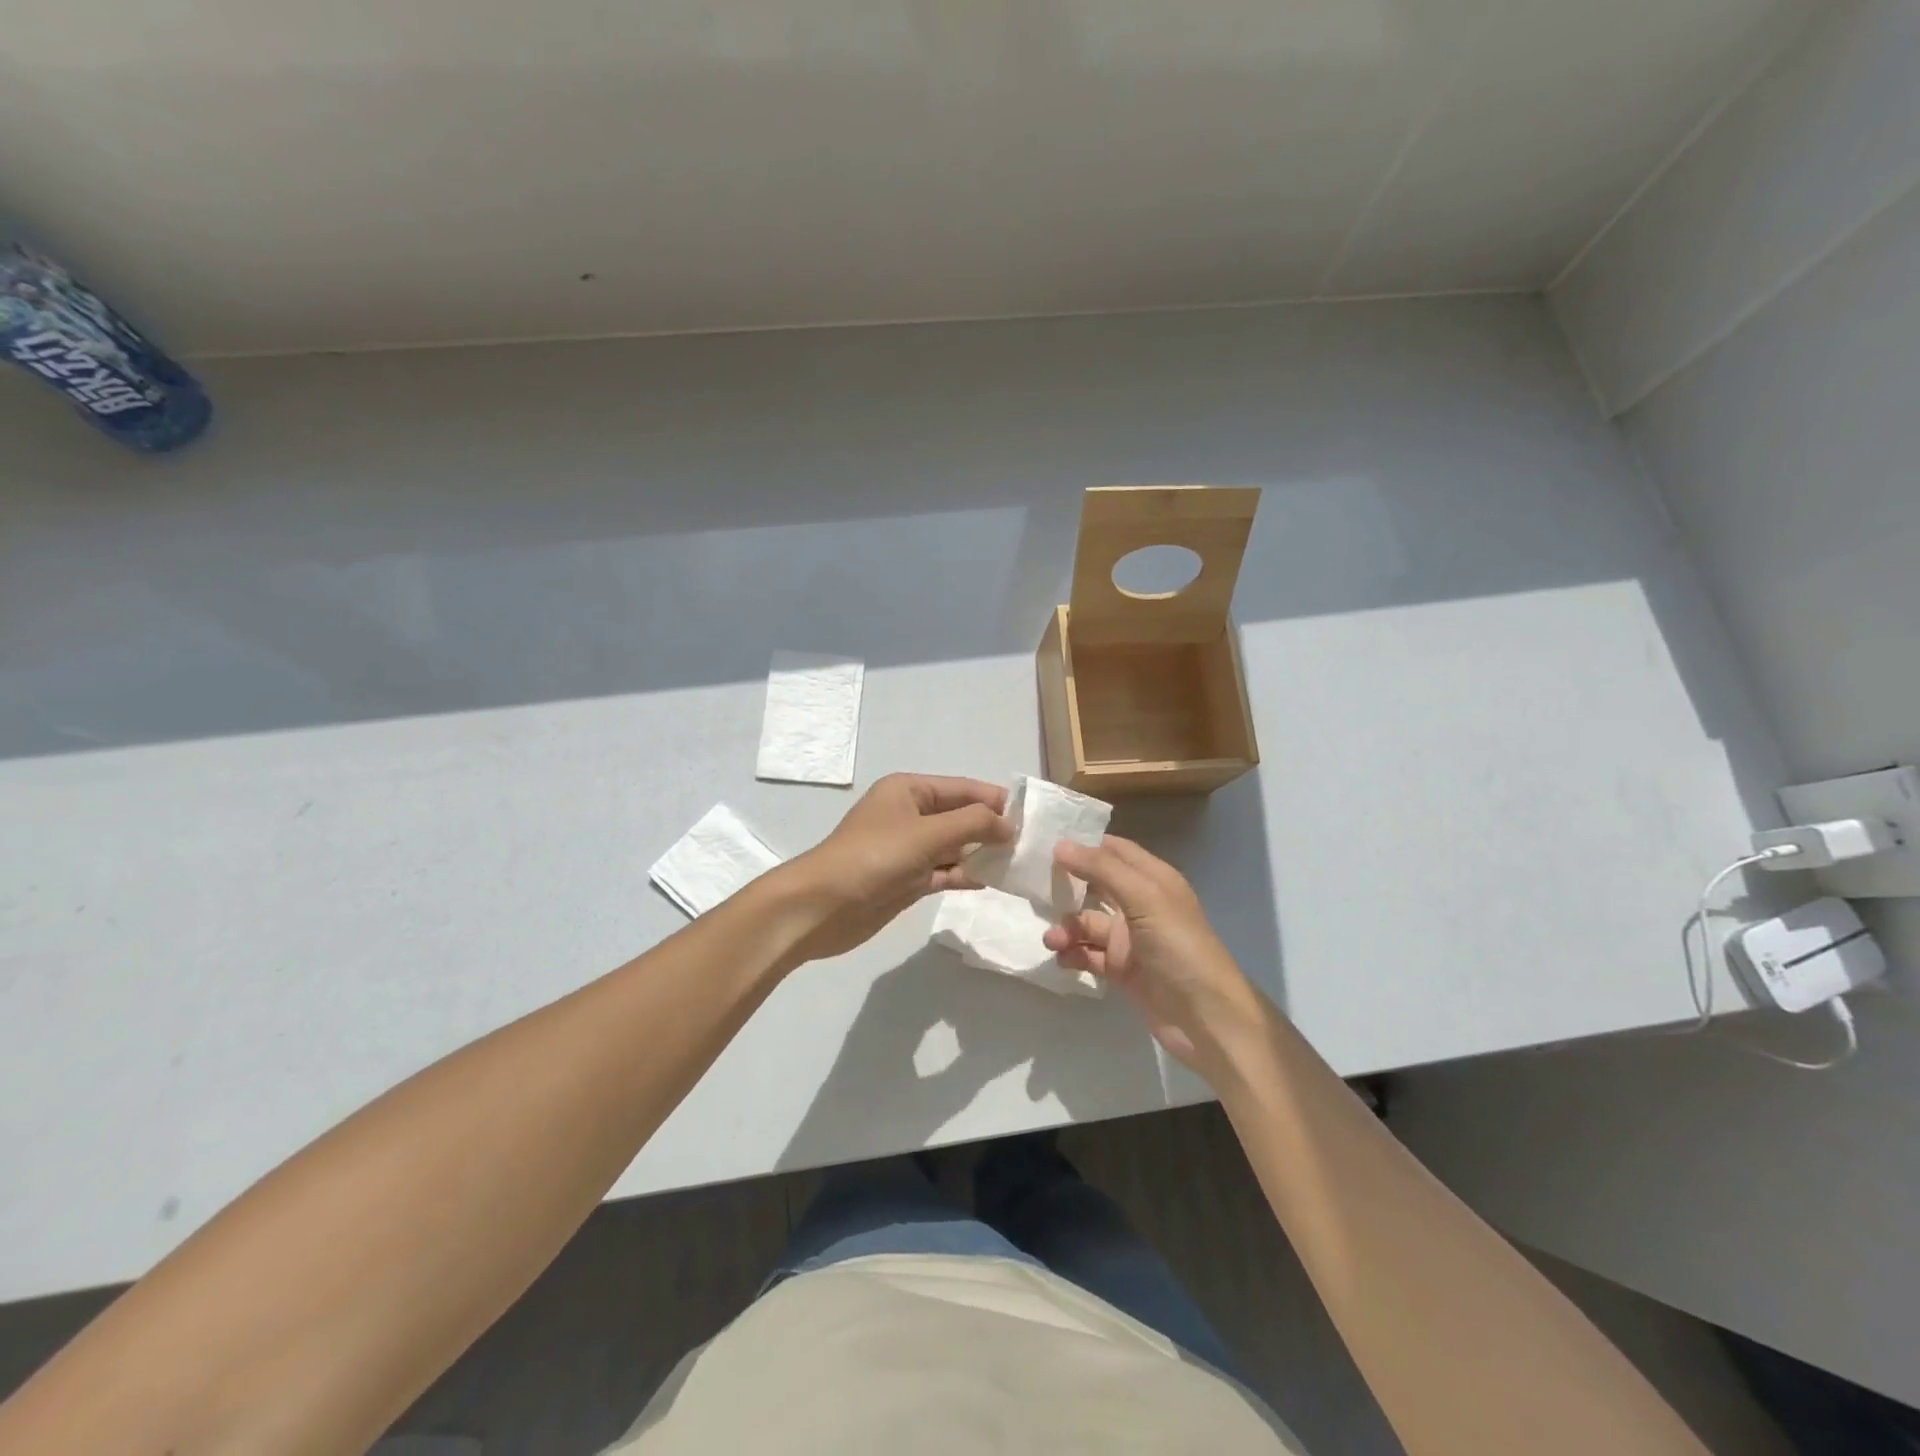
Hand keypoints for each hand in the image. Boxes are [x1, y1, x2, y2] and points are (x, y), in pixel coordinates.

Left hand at [777, 774, 1011, 964]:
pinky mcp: (907, 879)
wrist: (822, 907)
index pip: (963, 789)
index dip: (996, 800)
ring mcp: (908, 849)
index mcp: (909, 790)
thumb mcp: (927, 833)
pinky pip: (944, 870)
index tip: (1032, 817)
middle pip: (960, 816)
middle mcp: (910, 814)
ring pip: (955, 846)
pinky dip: (965, 874)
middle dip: (992, 828)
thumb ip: (972, 824)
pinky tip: (993, 881)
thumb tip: (1009, 824)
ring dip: (982, 853)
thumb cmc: (874, 857)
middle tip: (1032, 844)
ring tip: (1019, 863)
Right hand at [1043, 836, 1267, 1073]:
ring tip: (1051, 939)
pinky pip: (1089, 954)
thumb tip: (1060, 845)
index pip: (1114, 850)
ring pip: (1088, 922)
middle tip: (1032, 888)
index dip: (1084, 844)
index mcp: (1153, 879)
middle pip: (1096, 885)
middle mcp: (1141, 904)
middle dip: (1066, 886)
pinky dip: (1073, 953)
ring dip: (1067, 926)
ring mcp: (1131, 939)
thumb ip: (1102, 869)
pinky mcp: (1122, 970)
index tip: (1045, 842)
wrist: (1207, 1019)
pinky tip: (1061, 959)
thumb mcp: (1144, 898)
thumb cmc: (1180, 947)